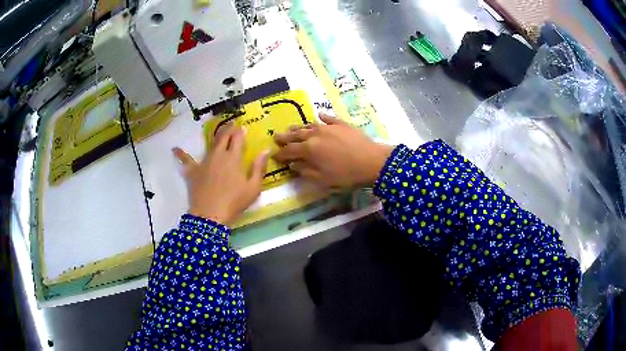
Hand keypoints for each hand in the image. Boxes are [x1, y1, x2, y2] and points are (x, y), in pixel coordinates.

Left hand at [173, 124, 268, 225]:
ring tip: (218, 132)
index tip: (243, 127)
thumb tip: (265, 151)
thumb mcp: (253, 188)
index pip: (237, 138)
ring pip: (209, 145)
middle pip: (223, 137)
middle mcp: (218, 155)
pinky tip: (174, 149)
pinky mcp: (193, 171)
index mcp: (233, 158)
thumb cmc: (234, 202)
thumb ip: (259, 168)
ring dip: (215, 137)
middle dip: (228, 128)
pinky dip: (180, 154)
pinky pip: (186, 161)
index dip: (240, 131)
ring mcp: (204, 162)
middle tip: (232, 123)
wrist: (210, 216)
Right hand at [274, 114, 392, 188]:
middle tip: (276, 136)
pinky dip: (321, 117)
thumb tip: (293, 165)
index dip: (281, 154)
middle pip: (296, 135)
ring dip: (299, 128)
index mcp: (309, 150)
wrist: (372, 161)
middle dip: (285, 137)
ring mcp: (328, 127)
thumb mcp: (323, 179)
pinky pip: (328, 118)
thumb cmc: (346, 174)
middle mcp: (315, 135)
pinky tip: (318, 115)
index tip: (274, 155)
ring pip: (309, 126)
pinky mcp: (341, 124)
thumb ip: (306, 171)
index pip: (289, 151)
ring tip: (292, 128)